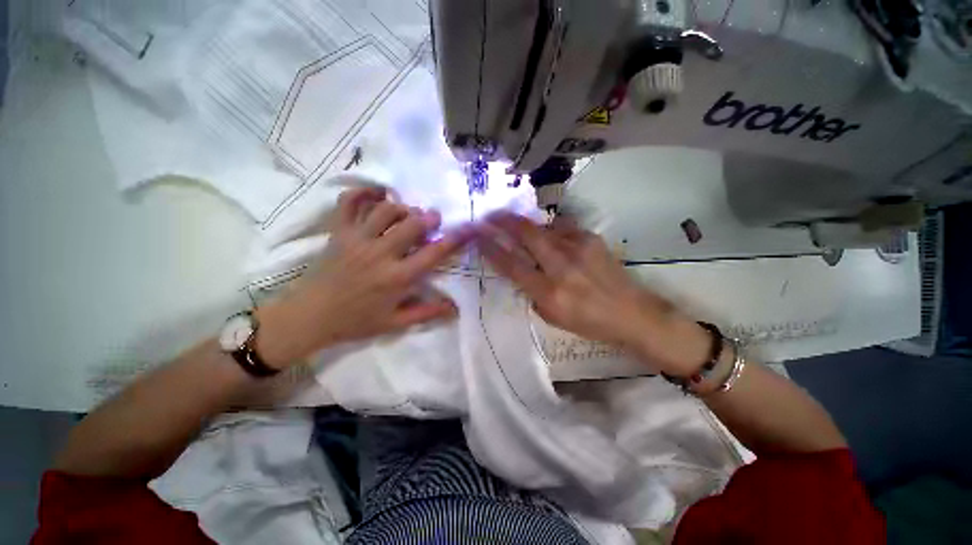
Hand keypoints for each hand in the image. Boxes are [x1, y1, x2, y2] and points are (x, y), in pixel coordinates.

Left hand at [255, 187, 474, 367]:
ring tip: (408, 213)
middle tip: (433, 219)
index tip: (469, 228)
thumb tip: (455, 308)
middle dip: (429, 217)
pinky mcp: (338, 232)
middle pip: (411, 224)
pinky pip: (349, 202)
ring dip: (403, 207)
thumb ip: (427, 313)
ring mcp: (357, 240)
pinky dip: (363, 192)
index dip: (455, 239)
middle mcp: (380, 254)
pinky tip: (377, 193)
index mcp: (397, 278)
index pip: (434, 253)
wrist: (309, 317)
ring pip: (385, 210)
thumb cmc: (356, 321)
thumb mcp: (395, 323)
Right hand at [477, 212, 709, 374]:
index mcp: (549, 292)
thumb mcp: (552, 317)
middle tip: (490, 215)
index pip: (512, 265)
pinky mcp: (591, 239)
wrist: (631, 313)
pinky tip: (547, 233)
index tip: (479, 238)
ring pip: (543, 228)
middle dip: (504, 222)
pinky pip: (562, 228)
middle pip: (527, 236)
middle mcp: (561, 266)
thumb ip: (532, 293)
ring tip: (514, 222)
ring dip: (525, 225)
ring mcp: (578, 249)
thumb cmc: (589, 322)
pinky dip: (549, 230)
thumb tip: (520, 272)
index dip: (492, 249)